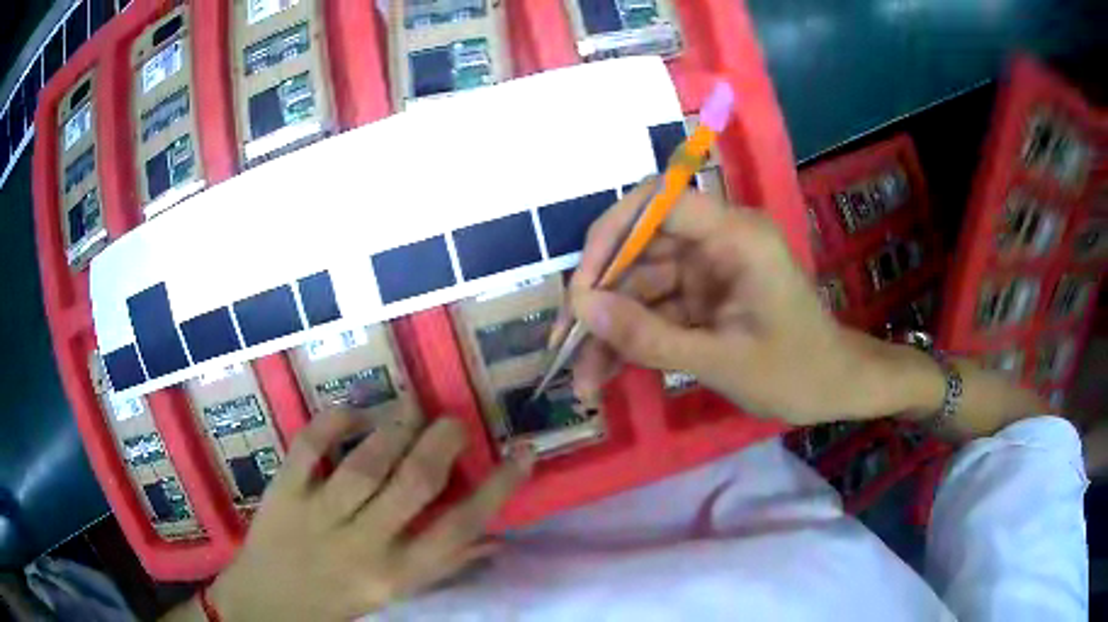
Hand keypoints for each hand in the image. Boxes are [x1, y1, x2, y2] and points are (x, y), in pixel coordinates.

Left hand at [205, 411, 533, 619]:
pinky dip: (335, 420)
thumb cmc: (338, 602)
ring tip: (412, 409)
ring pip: (366, 462)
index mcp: (397, 574)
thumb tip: (496, 541)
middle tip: (455, 421)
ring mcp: (318, 515)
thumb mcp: (395, 596)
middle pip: (415, 484)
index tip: (523, 452)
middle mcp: (363, 544)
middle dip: (444, 443)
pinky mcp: (284, 493)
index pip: (461, 528)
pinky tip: (356, 411)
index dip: (498, 487)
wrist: (267, 604)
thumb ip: (443, 567)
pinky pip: (310, 446)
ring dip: (396, 427)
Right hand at [562, 186, 921, 425]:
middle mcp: (716, 242)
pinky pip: (656, 311)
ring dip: (610, 331)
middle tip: (566, 346)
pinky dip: (632, 342)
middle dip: (601, 300)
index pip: (660, 201)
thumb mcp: (721, 361)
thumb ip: (651, 337)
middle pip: (640, 250)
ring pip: (641, 288)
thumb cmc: (796, 373)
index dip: (612, 234)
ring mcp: (707, 271)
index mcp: (735, 235)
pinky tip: (606, 376)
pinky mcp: (703, 299)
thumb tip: (583, 309)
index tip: (582, 287)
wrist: (835, 389)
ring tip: (584, 381)